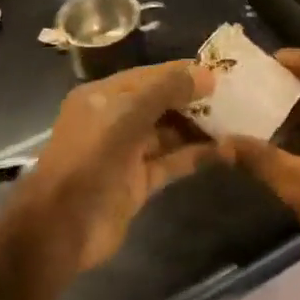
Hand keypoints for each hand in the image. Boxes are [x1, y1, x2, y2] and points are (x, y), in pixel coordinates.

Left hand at [16, 60, 216, 269]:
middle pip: (161, 103)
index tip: (221, 72)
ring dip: (199, 128)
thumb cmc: (91, 159)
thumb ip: (166, 91)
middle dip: (194, 100)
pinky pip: (172, 162)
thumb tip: (207, 75)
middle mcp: (114, 121)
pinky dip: (196, 155)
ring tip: (237, 121)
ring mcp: (127, 153)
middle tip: (236, 96)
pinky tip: (226, 150)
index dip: (183, 72)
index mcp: (103, 97)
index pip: (150, 75)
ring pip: (169, 133)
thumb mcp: (127, 115)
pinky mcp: (139, 182)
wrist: (62, 227)